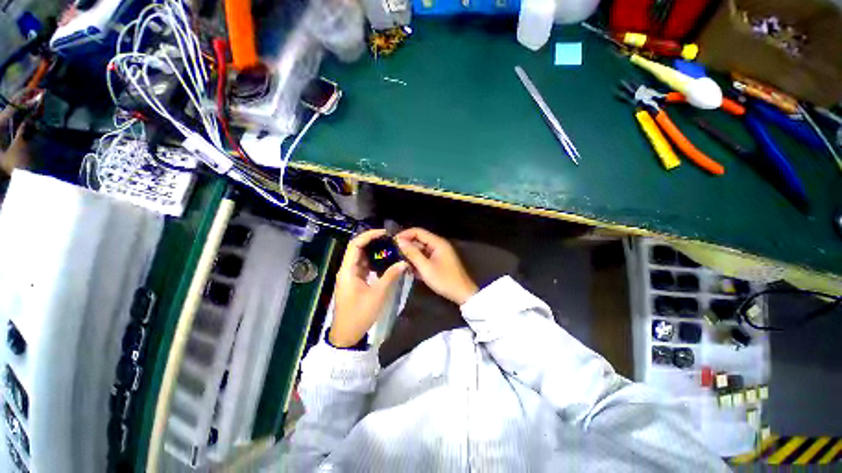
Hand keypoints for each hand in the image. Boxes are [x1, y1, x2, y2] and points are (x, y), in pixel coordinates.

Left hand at [330, 229, 407, 347]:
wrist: (347, 335)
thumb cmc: (360, 314)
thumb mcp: (378, 294)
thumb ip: (390, 276)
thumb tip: (403, 262)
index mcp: (348, 270)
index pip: (355, 245)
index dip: (369, 236)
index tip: (384, 234)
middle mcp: (347, 270)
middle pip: (358, 249)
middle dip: (373, 243)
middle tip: (390, 241)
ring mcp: (350, 276)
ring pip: (361, 258)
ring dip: (374, 253)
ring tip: (390, 249)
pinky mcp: (354, 282)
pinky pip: (364, 267)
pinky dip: (374, 263)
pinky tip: (385, 263)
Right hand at [396, 228, 477, 304]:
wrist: (462, 293)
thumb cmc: (444, 279)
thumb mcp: (425, 267)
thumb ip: (412, 253)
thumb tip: (400, 241)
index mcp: (437, 242)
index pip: (418, 231)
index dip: (405, 235)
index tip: (393, 242)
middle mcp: (438, 245)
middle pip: (419, 240)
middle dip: (407, 245)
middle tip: (393, 253)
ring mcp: (438, 253)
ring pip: (421, 249)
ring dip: (411, 255)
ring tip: (399, 261)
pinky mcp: (438, 261)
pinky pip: (425, 257)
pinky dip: (417, 261)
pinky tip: (409, 268)